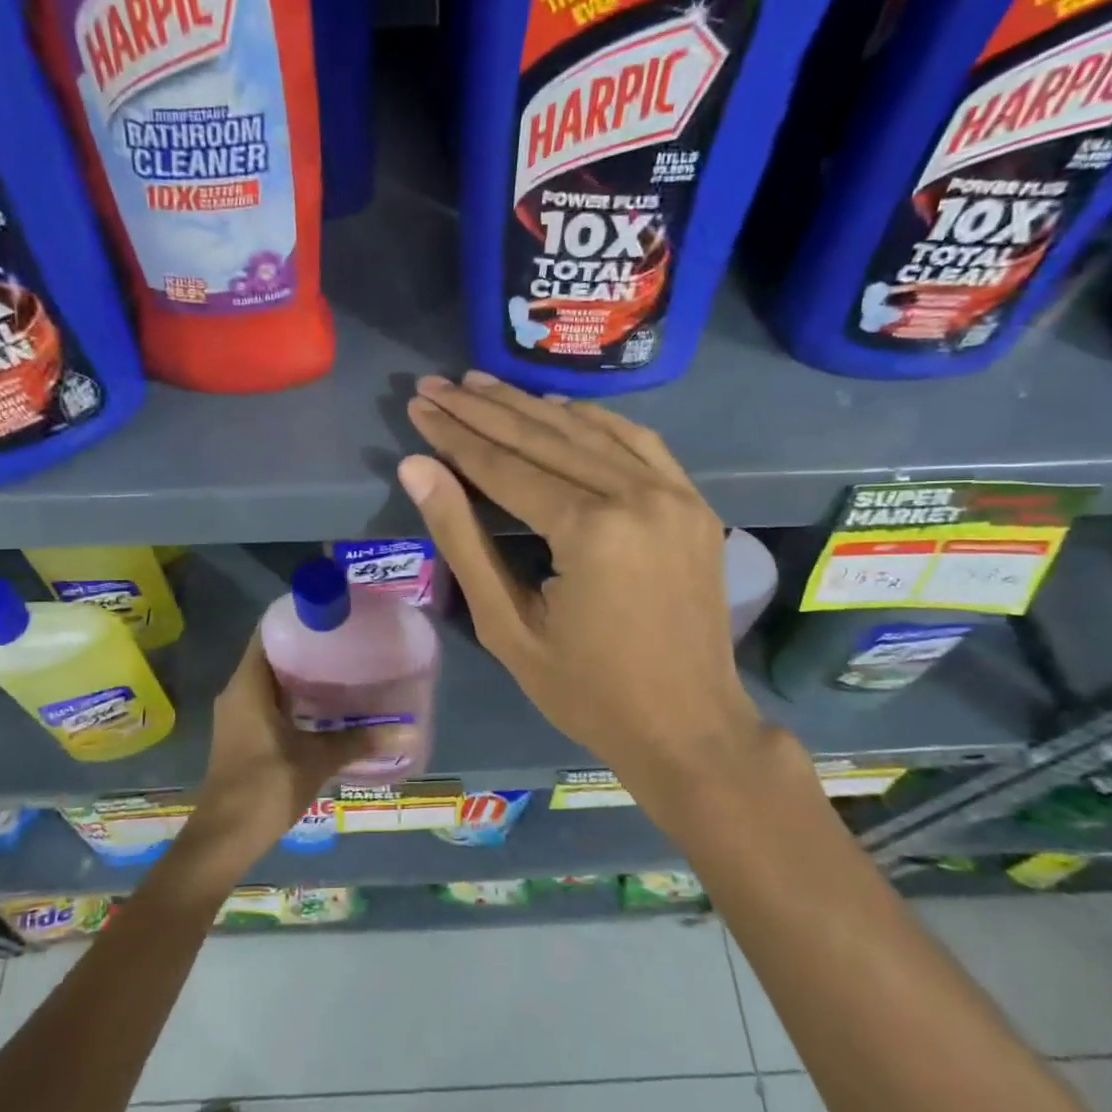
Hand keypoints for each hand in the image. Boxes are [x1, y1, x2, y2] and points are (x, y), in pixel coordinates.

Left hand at [174, 630, 380, 885]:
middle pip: (272, 654)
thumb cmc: (265, 787)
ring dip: (302, 674)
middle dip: (307, 646)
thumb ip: (360, 740)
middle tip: (348, 640)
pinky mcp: (244, 735)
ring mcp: (238, 715)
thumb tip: (408, 732)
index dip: (297, 618)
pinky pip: (270, 701)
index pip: (268, 633)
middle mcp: (238, 692)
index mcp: (248, 685)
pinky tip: (327, 705)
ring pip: (272, 680)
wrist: (224, 839)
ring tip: (344, 667)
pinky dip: (295, 697)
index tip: (331, 614)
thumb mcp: (317, 759)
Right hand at [399, 372, 773, 822]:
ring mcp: (674, 494)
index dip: (455, 435)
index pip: (506, 466)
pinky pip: (638, 443)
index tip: (419, 405)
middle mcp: (636, 495)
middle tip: (437, 384)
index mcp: (590, 530)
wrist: (689, 727)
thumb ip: (462, 540)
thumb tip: (418, 470)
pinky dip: (592, 421)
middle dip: (484, 409)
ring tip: (483, 384)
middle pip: (545, 437)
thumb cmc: (587, 691)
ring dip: (532, 406)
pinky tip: (558, 409)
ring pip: (590, 431)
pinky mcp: (693, 503)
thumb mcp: (507, 626)